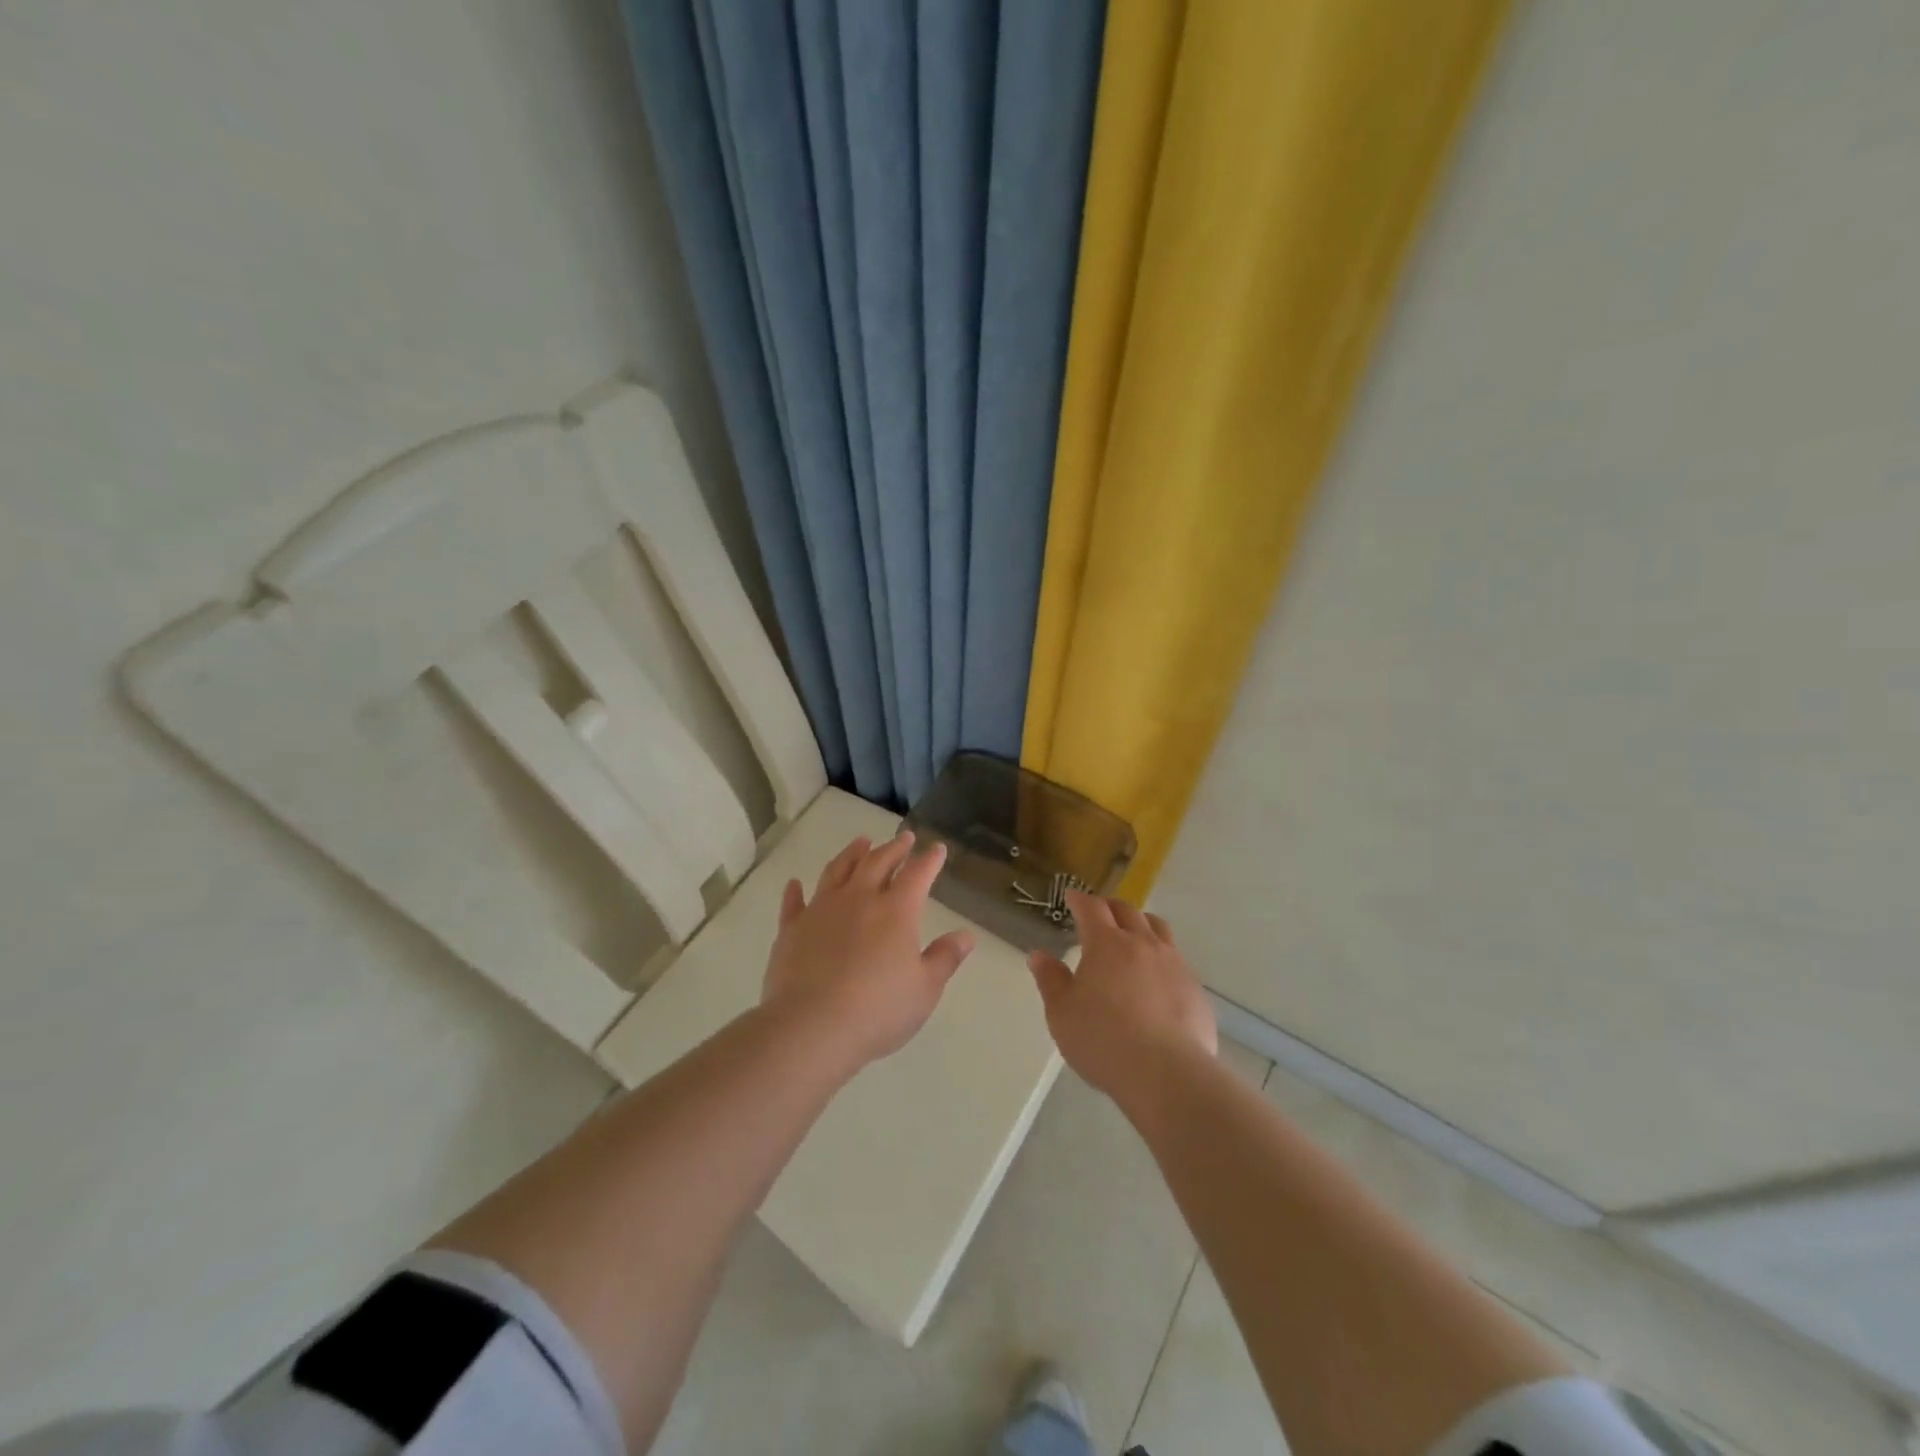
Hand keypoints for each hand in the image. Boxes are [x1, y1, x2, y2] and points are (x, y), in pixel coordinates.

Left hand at [761, 831, 975, 1072]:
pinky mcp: (792, 929)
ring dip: (851, 854)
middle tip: (903, 837)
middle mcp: (859, 899)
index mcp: (896, 911)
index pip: (917, 874)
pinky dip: (795, 891)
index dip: (929, 860)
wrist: (812, 1027)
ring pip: (838, 871)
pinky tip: (795, 883)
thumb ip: (945, 958)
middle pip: (878, 862)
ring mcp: (822, 910)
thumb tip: (966, 935)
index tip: (936, 848)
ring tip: (861, 842)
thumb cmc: (878, 1010)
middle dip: (894, 848)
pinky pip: (794, 902)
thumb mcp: (924, 989)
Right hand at [1027, 891, 1216, 1103]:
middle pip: (1127, 911)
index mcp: (1106, 944)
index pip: (1092, 908)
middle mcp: (1142, 944)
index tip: (1072, 897)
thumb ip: (1051, 981)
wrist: (1166, 1074)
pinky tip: (1157, 978)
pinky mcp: (1194, 988)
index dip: (1080, 900)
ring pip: (1158, 928)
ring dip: (1141, 924)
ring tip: (1133, 934)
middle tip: (1100, 913)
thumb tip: (1039, 955)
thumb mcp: (1062, 1014)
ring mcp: (1173, 963)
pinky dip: (1162, 957)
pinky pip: (1177, 960)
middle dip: (1110, 907)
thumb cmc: (1103, 1041)